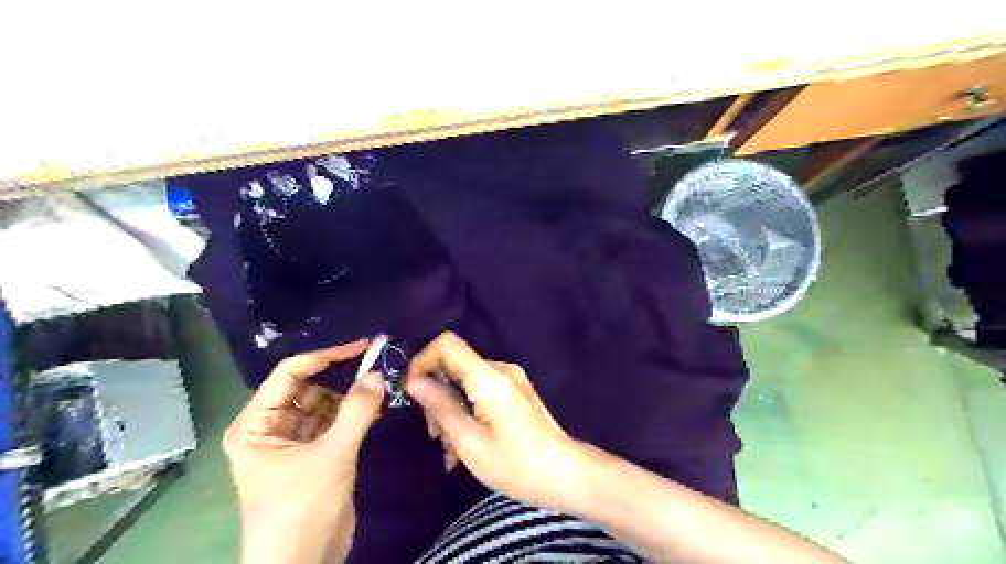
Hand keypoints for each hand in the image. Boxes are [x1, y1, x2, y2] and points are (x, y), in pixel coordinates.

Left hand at [222, 338, 386, 562]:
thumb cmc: (301, 509)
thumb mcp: (331, 455)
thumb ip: (356, 410)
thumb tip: (378, 373)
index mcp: (256, 423)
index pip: (290, 373)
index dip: (326, 355)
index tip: (362, 346)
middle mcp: (271, 426)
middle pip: (309, 386)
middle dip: (341, 377)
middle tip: (378, 366)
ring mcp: (295, 440)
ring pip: (325, 403)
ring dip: (351, 396)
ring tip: (382, 387)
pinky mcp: (315, 453)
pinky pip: (335, 421)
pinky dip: (355, 413)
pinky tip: (377, 408)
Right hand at [406, 334, 586, 508]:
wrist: (565, 474)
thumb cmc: (515, 463)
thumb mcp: (469, 441)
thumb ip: (441, 407)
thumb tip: (415, 383)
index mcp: (489, 376)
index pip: (447, 343)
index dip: (423, 360)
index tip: (412, 391)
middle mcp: (501, 369)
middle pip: (455, 365)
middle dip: (437, 395)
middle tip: (434, 434)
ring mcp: (511, 380)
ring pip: (467, 382)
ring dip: (452, 409)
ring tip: (450, 449)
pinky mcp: (516, 392)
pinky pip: (482, 391)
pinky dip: (468, 411)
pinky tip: (466, 444)